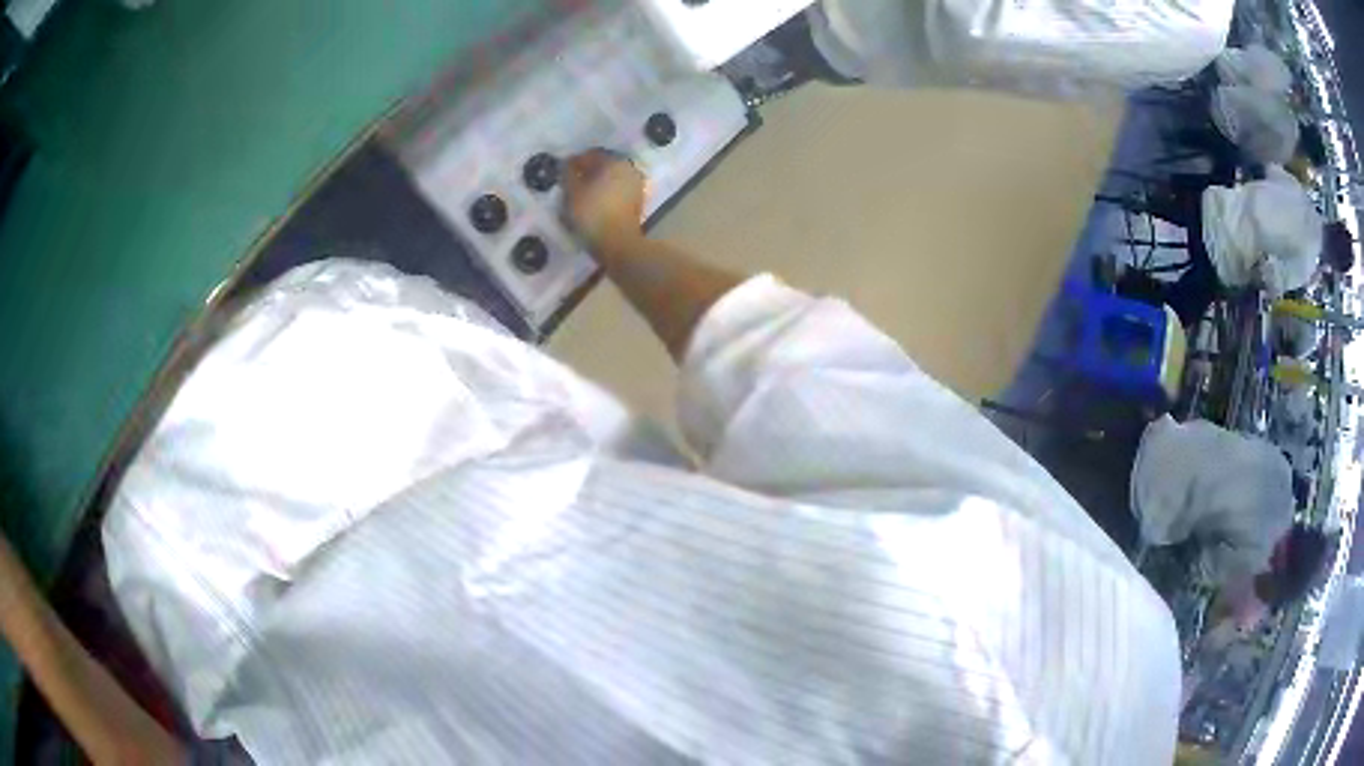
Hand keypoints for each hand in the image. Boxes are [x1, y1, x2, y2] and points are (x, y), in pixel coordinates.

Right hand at [563, 150, 645, 252]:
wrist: (618, 244)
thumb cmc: (593, 214)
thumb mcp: (573, 192)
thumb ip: (568, 174)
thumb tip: (567, 165)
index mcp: (615, 162)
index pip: (591, 154)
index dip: (574, 162)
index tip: (562, 171)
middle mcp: (629, 169)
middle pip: (603, 166)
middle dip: (587, 172)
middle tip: (570, 183)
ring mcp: (636, 185)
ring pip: (611, 179)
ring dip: (596, 183)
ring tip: (580, 194)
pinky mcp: (637, 202)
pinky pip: (617, 191)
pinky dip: (605, 193)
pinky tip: (593, 203)